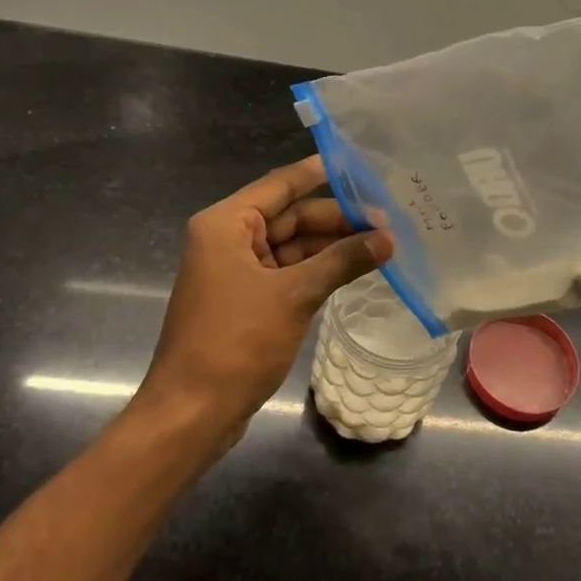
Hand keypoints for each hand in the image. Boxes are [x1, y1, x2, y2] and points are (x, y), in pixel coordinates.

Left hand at [134, 156, 390, 448]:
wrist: (193, 413)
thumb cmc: (236, 343)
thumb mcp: (294, 295)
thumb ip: (341, 261)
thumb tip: (387, 239)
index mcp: (226, 224)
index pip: (280, 185)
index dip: (320, 174)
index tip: (361, 167)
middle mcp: (228, 240)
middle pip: (289, 217)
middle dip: (336, 220)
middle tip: (387, 223)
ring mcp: (237, 272)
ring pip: (292, 247)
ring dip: (332, 247)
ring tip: (381, 246)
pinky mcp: (247, 301)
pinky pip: (288, 273)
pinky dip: (318, 271)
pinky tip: (354, 270)